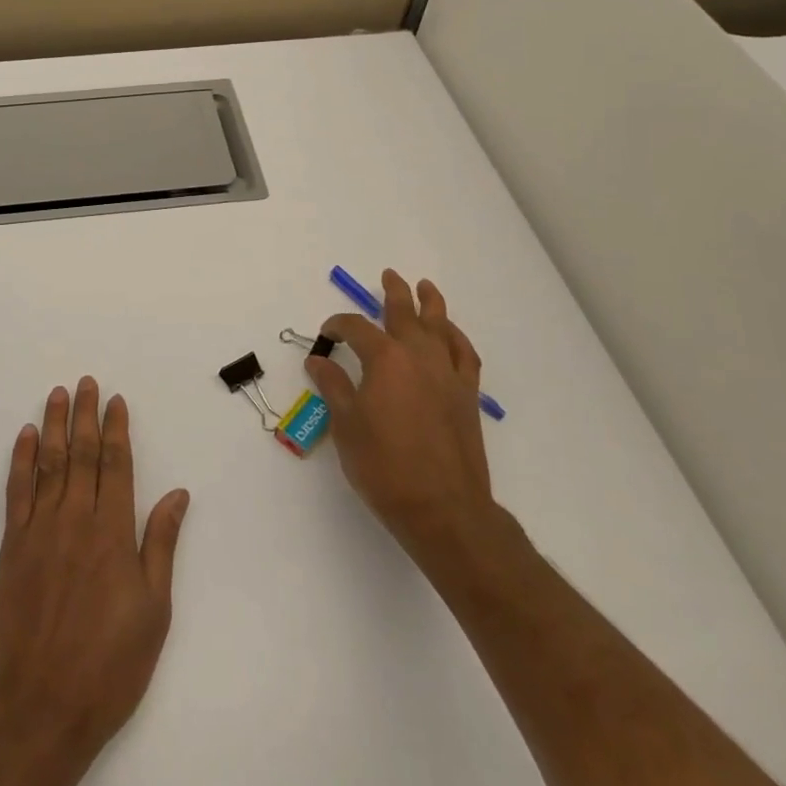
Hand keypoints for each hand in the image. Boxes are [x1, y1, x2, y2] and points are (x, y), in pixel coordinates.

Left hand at [0, 377, 190, 769]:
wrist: (38, 709)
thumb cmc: (107, 667)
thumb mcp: (153, 612)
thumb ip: (161, 545)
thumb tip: (178, 493)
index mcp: (112, 533)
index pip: (116, 465)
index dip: (116, 430)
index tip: (116, 401)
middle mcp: (76, 520)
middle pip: (82, 454)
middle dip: (86, 415)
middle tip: (87, 382)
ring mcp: (39, 531)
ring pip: (49, 463)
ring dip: (54, 425)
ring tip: (58, 394)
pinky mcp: (11, 548)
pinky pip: (17, 492)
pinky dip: (22, 460)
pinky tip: (26, 436)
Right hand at [308, 269, 502, 561]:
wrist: (444, 509)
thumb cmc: (385, 467)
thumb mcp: (347, 426)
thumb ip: (333, 387)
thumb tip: (318, 360)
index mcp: (384, 359)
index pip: (356, 329)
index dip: (338, 326)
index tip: (327, 335)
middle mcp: (418, 356)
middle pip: (404, 313)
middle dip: (393, 292)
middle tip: (388, 275)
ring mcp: (447, 374)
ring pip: (440, 326)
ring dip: (431, 303)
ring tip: (425, 287)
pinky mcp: (467, 395)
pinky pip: (465, 355)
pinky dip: (457, 338)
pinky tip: (450, 334)